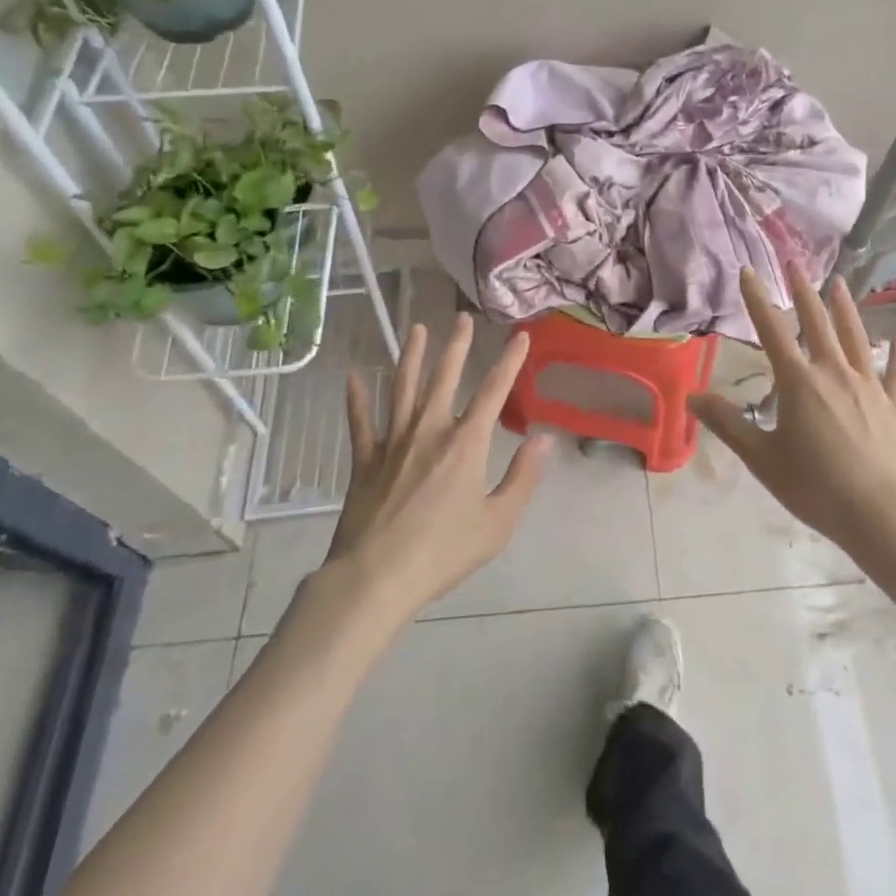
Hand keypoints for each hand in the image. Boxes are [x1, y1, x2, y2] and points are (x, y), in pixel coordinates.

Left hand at [321, 315, 552, 620]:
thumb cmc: (443, 552)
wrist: (376, 577)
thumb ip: (522, 478)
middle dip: (456, 345)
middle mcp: (430, 430)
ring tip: (416, 330)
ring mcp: (393, 442)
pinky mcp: (364, 460)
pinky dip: (356, 399)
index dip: (509, 361)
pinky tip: (352, 377)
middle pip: (444, 377)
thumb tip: (543, 439)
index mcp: (466, 443)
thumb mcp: (497, 523)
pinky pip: (360, 422)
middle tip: (461, 318)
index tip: (520, 335)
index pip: (494, 391)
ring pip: (402, 388)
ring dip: (410, 356)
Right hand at [690, 266, 895, 568]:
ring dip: (845, 309)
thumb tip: (693, 397)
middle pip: (817, 323)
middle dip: (804, 292)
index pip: (771, 330)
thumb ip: (728, 424)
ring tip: (839, 284)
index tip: (748, 271)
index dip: (757, 298)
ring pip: (856, 337)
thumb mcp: (762, 458)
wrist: (884, 515)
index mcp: (799, 381)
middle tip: (796, 264)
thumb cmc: (816, 487)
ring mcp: (870, 386)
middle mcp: (834, 372)